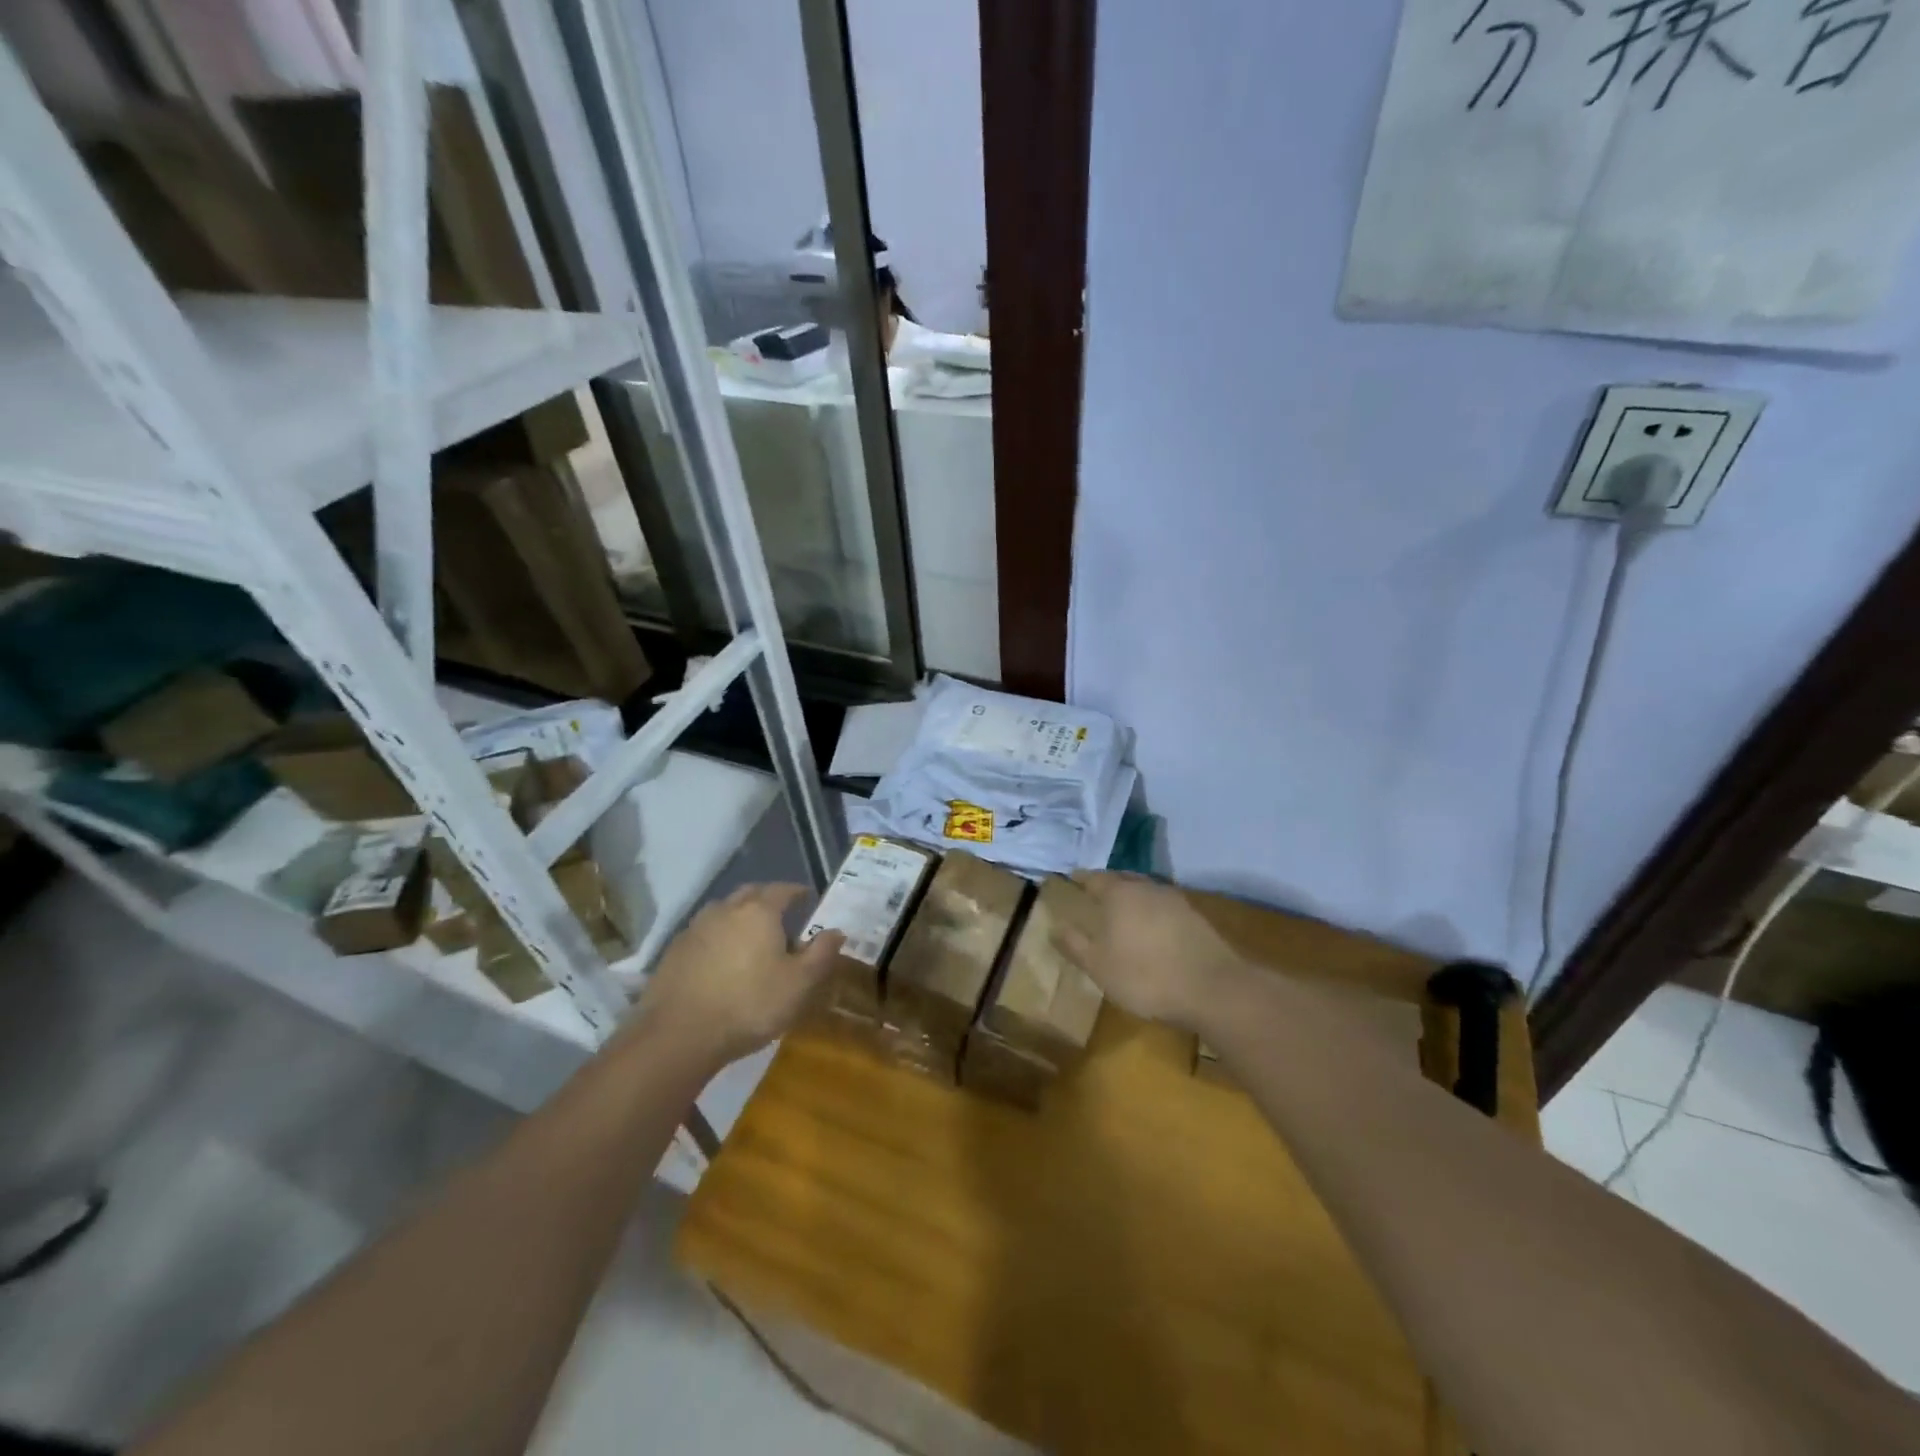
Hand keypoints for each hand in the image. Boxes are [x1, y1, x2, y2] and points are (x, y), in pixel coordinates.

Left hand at [631, 884, 842, 1067]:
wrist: (679, 1035)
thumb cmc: (750, 1005)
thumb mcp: (799, 984)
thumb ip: (822, 954)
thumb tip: (837, 931)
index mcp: (759, 911)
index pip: (783, 889)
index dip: (798, 892)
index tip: (808, 899)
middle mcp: (726, 909)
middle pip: (751, 893)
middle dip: (768, 899)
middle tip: (781, 916)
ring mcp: (695, 928)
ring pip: (723, 911)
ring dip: (739, 917)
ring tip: (750, 938)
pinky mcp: (674, 951)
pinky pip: (704, 933)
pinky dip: (717, 938)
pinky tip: (721, 961)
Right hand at [1054, 872, 1241, 1030]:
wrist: (1212, 988)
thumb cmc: (1145, 975)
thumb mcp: (1099, 966)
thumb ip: (1075, 944)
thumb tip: (1054, 926)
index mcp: (1119, 893)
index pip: (1094, 878)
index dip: (1081, 879)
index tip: (1071, 880)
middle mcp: (1146, 888)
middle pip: (1122, 879)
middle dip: (1107, 885)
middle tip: (1095, 894)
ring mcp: (1175, 901)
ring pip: (1146, 892)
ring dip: (1133, 898)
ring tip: (1122, 912)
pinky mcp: (1195, 918)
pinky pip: (1164, 907)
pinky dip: (1152, 913)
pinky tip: (1152, 930)